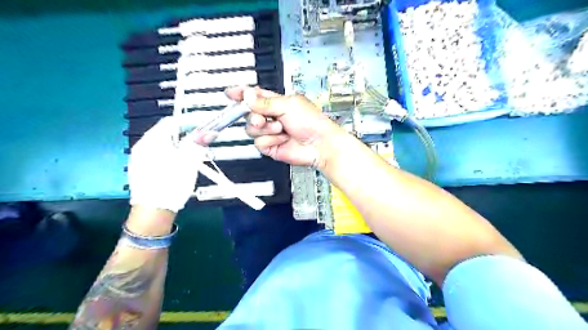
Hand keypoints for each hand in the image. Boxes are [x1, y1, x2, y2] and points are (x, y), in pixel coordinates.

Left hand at [126, 117, 205, 212]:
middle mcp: (142, 146)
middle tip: (199, 142)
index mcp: (153, 140)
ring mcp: (138, 159)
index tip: (202, 126)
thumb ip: (198, 144)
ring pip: (162, 145)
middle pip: (166, 133)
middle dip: (184, 135)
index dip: (189, 122)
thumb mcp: (189, 161)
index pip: (172, 121)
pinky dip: (169, 156)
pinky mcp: (139, 170)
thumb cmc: (172, 183)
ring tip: (190, 156)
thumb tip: (208, 132)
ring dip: (177, 146)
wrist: (153, 211)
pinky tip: (177, 167)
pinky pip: (156, 156)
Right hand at [226, 86, 345, 168]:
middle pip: (248, 114)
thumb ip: (265, 102)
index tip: (230, 93)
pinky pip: (259, 143)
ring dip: (266, 129)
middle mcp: (271, 116)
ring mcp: (270, 132)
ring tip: (281, 129)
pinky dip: (271, 141)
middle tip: (262, 118)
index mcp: (276, 102)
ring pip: (251, 129)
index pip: (254, 96)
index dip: (241, 94)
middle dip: (253, 115)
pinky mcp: (270, 146)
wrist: (319, 144)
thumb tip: (247, 95)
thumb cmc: (312, 122)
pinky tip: (282, 139)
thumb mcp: (288, 105)